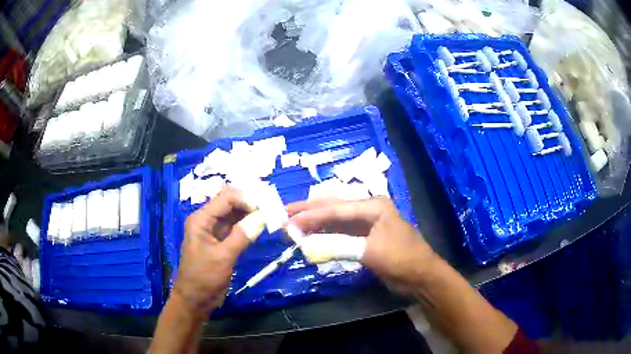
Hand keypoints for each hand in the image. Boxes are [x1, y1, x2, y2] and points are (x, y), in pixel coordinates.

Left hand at [173, 185, 265, 315]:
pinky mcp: (220, 241)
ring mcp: (213, 231)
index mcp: (201, 219)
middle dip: (249, 202)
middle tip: (271, 207)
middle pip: (229, 202)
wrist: (195, 299)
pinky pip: (235, 227)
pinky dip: (247, 225)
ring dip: (250, 213)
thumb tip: (263, 217)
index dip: (246, 198)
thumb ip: (242, 236)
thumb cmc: (204, 278)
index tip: (265, 208)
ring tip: (269, 213)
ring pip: (234, 214)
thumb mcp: (223, 257)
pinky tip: (260, 225)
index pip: (226, 198)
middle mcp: (206, 220)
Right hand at [287, 198, 436, 295]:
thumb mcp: (371, 252)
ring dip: (315, 224)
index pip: (336, 208)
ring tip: (292, 225)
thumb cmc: (402, 259)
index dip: (311, 214)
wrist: (421, 276)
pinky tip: (311, 237)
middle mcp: (368, 210)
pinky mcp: (365, 239)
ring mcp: (366, 225)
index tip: (289, 219)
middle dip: (309, 211)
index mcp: (373, 206)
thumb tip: (308, 245)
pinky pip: (340, 234)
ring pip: (335, 221)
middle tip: (284, 213)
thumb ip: (340, 245)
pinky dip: (325, 236)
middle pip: (333, 208)